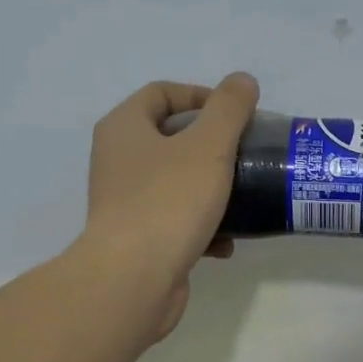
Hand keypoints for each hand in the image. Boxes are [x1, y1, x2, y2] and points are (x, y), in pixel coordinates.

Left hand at [81, 73, 259, 341]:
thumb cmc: (169, 202)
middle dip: (212, 145)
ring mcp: (125, 202)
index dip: (202, 96)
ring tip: (243, 197)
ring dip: (212, 188)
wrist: (133, 280)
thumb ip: (229, 109)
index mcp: (124, 128)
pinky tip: (226, 242)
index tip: (236, 115)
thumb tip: (242, 81)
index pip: (162, 93)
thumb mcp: (208, 146)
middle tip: (245, 154)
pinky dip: (202, 226)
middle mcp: (117, 160)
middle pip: (171, 138)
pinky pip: (175, 220)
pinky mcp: (137, 239)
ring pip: (176, 182)